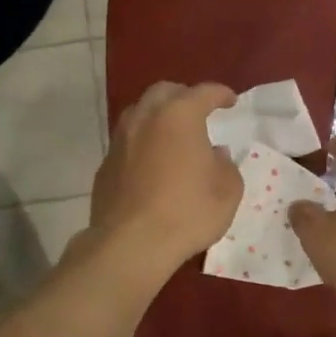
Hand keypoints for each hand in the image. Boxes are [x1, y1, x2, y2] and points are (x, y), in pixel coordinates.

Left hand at [90, 82, 242, 276]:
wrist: (131, 244)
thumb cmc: (187, 212)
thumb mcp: (228, 190)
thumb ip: (225, 165)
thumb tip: (215, 154)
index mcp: (179, 115)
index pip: (204, 92)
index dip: (220, 94)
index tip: (230, 101)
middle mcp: (145, 118)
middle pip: (164, 92)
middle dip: (183, 96)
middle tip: (198, 111)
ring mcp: (120, 140)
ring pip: (139, 113)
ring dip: (158, 117)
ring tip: (172, 134)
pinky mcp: (105, 165)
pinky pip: (127, 142)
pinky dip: (143, 143)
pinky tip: (152, 163)